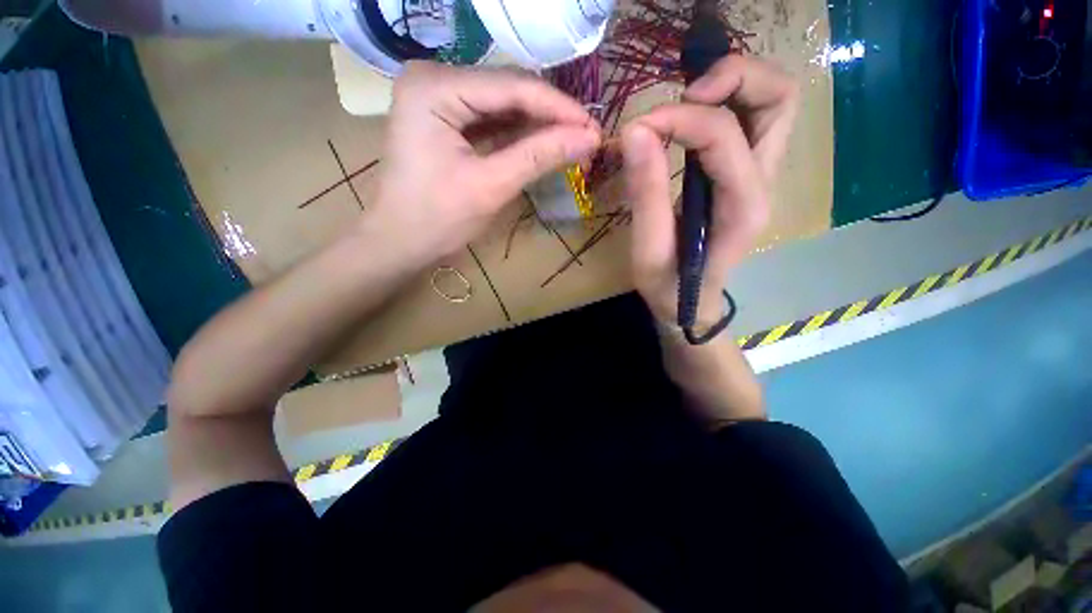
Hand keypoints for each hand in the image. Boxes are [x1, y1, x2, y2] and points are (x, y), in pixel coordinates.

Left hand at [368, 61, 601, 265]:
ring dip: (539, 124)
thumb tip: (589, 138)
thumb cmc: (437, 219)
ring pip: (503, 103)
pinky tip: (544, 142)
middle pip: (507, 89)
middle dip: (550, 115)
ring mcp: (438, 96)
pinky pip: (491, 118)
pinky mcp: (445, 116)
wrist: (400, 241)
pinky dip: (519, 132)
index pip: (511, 86)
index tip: (593, 128)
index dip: (558, 107)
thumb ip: (539, 157)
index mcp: (434, 88)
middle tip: (587, 138)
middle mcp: (433, 78)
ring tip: (573, 141)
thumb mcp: (491, 186)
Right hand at [622, 55, 797, 327]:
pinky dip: (727, 102)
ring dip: (735, 85)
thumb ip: (645, 192)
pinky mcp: (747, 175)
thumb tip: (635, 130)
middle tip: (684, 95)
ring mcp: (761, 177)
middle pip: (779, 99)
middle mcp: (764, 183)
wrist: (689, 304)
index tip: (637, 128)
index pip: (723, 134)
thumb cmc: (668, 286)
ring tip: (687, 100)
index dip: (679, 118)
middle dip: (733, 78)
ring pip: (774, 102)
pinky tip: (692, 118)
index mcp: (741, 207)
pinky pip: (754, 119)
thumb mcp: (648, 249)